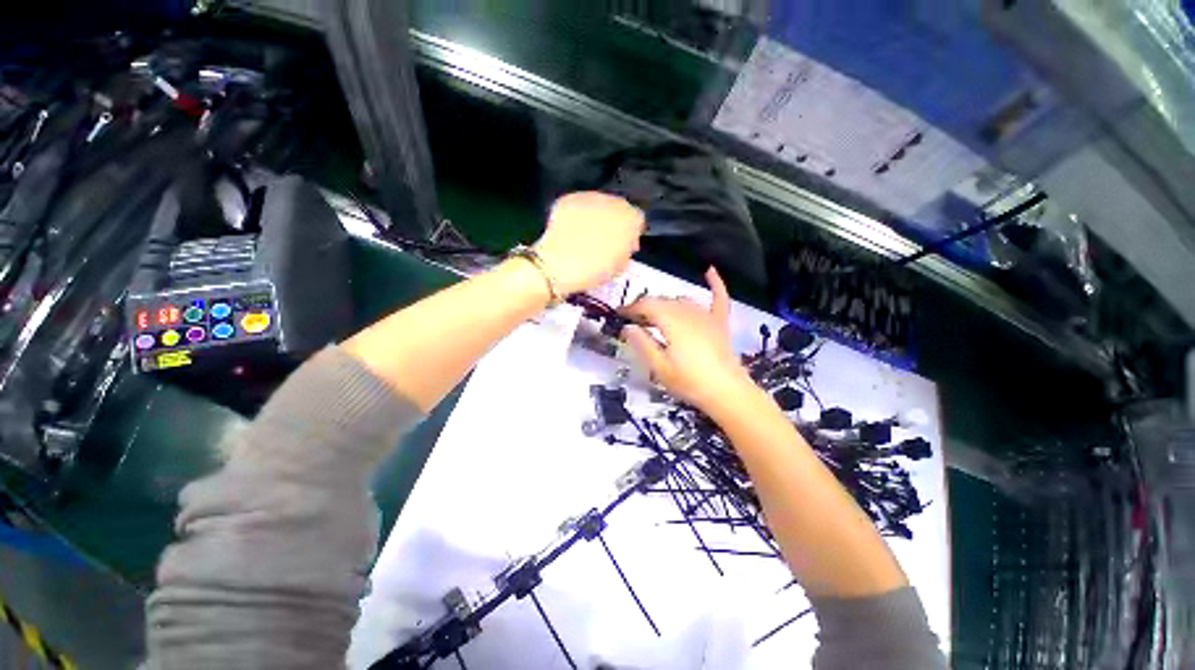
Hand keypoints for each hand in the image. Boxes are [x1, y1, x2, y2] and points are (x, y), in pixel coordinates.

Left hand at [534, 192, 644, 294]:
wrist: (559, 265)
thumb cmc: (594, 271)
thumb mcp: (620, 266)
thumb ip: (627, 250)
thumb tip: (626, 243)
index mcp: (630, 220)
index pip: (637, 219)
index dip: (631, 234)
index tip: (624, 246)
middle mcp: (613, 202)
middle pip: (619, 207)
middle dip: (615, 221)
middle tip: (605, 240)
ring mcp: (589, 197)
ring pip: (598, 203)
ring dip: (596, 215)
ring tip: (586, 235)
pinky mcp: (568, 199)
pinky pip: (578, 204)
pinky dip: (578, 214)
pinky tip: (572, 230)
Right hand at [620, 267, 754, 414]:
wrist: (727, 393)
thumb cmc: (689, 382)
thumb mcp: (659, 367)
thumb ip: (642, 344)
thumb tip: (627, 327)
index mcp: (671, 322)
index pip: (646, 305)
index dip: (631, 308)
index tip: (619, 315)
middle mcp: (688, 312)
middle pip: (662, 301)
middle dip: (645, 307)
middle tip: (634, 321)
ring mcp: (706, 316)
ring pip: (681, 300)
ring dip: (665, 304)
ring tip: (654, 316)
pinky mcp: (719, 323)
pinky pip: (718, 298)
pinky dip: (714, 284)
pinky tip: (709, 271)